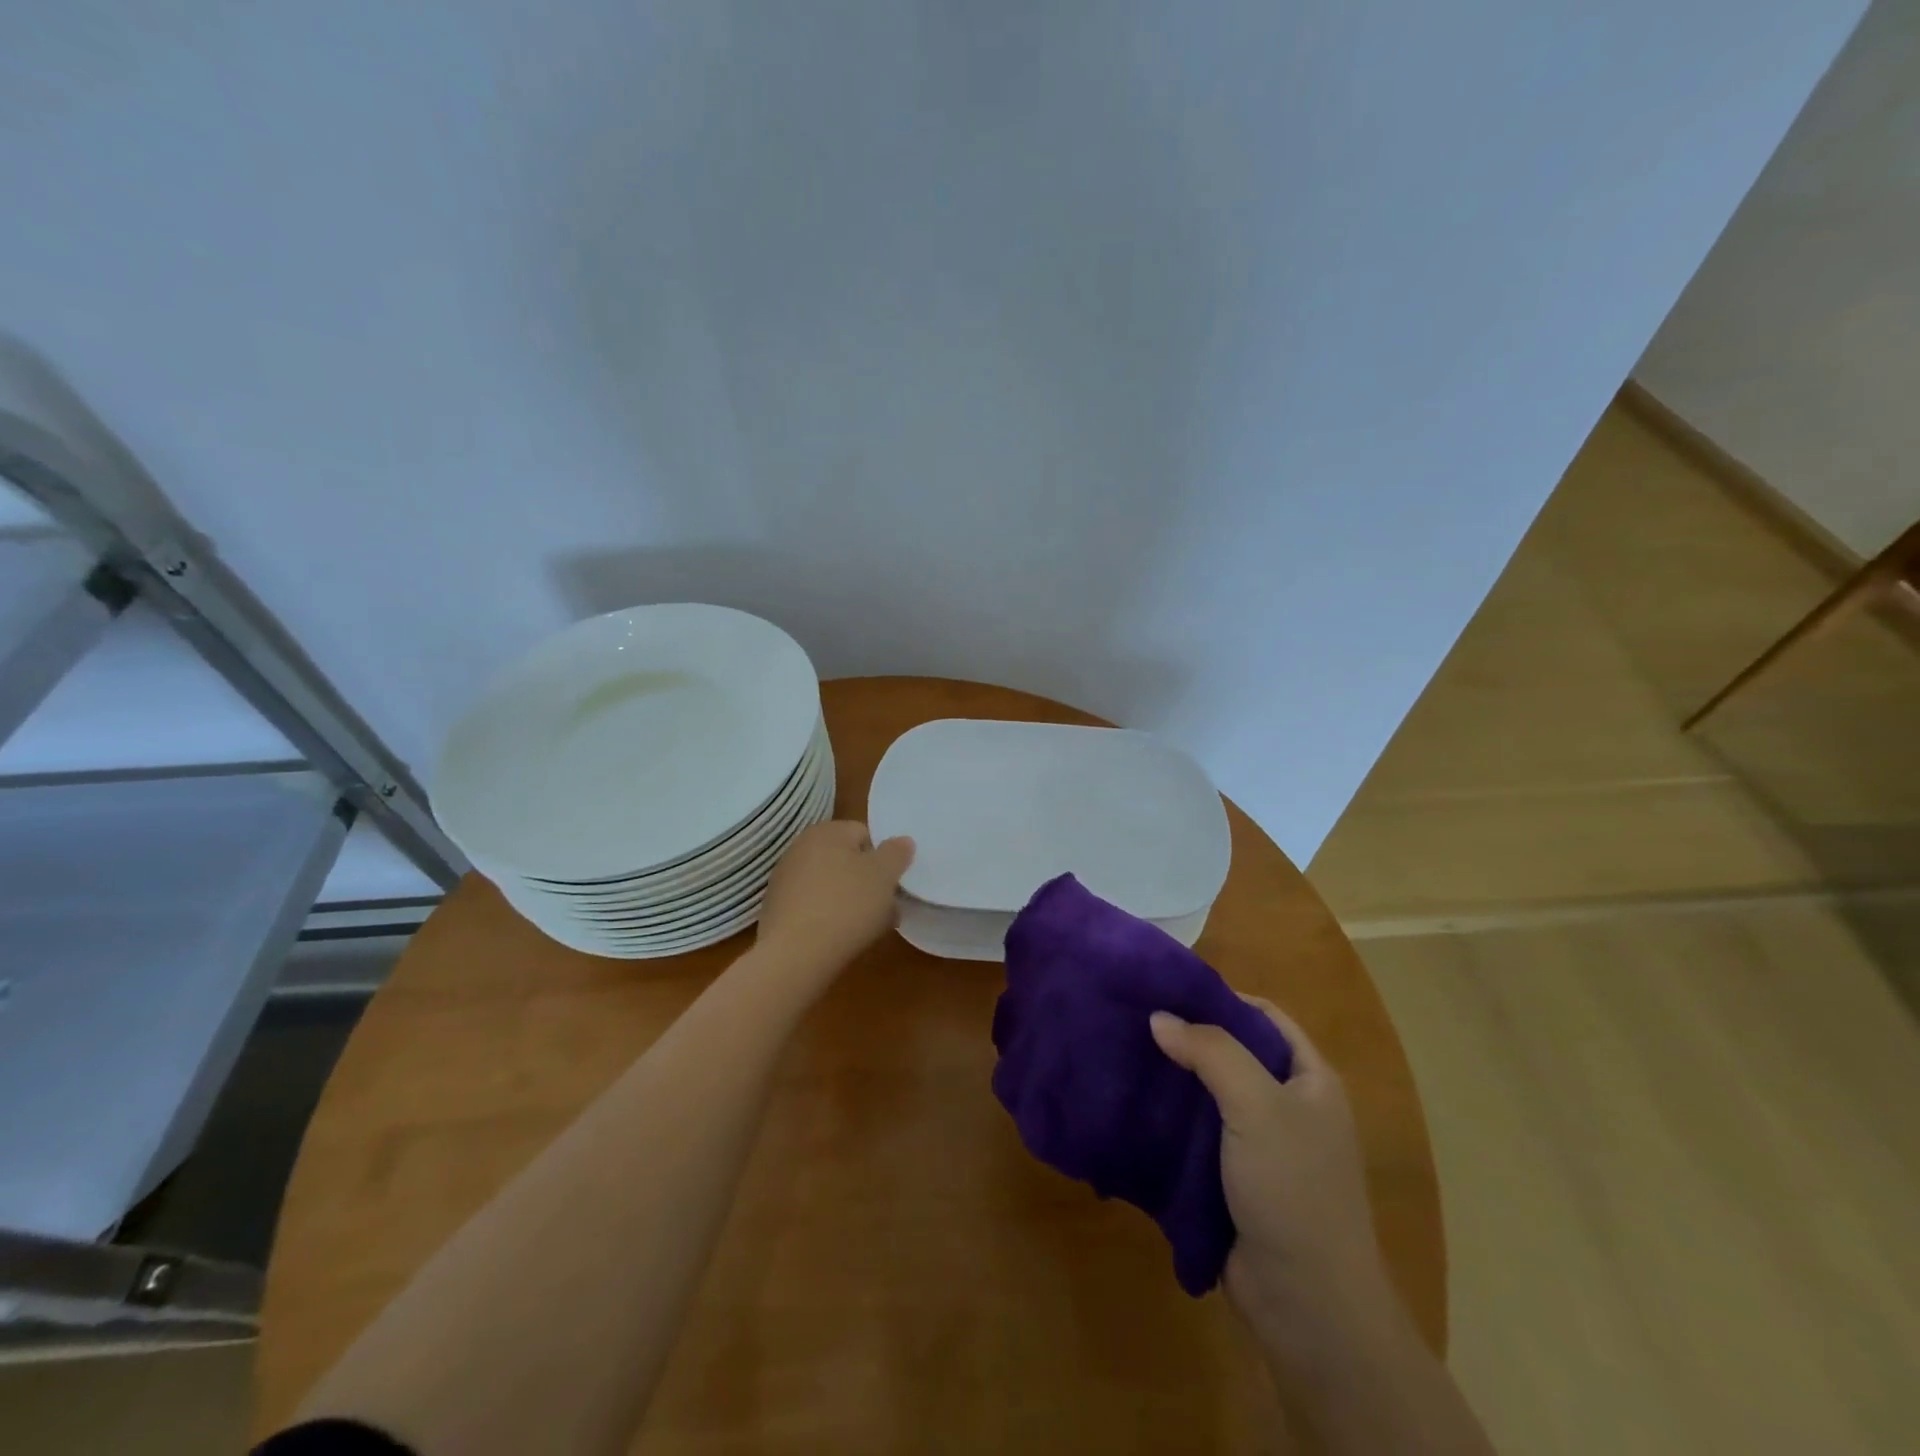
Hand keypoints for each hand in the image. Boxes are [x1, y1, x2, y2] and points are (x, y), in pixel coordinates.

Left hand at [756, 821, 914, 985]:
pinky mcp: (776, 910)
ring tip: (867, 929)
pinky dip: (828, 918)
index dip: (883, 859)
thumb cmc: (847, 905)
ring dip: (851, 902)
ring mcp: (784, 879)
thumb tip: (903, 841)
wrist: (795, 954)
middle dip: (868, 883)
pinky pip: (813, 906)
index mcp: (827, 831)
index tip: (891, 885)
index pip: (864, 834)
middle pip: (846, 861)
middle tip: (885, 909)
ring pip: (831, 885)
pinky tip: (840, 939)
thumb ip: (897, 853)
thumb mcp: (884, 876)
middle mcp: (800, 848)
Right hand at [1149, 998, 1395, 1343]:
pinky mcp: (1231, 1178)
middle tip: (1135, 1020)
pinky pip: (1195, 1133)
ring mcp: (1259, 1145)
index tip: (1168, 989)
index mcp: (1309, 1080)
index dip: (1221, 998)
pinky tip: (1131, 1106)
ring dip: (1172, 1079)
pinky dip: (1167, 1119)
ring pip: (1208, 1095)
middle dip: (1187, 1037)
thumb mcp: (1257, 1105)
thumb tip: (1158, 1017)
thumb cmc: (1293, 1188)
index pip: (1264, 1016)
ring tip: (1123, 1055)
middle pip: (1232, 1053)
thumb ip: (1210, 1052)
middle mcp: (1287, 1106)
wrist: (1306, 1304)